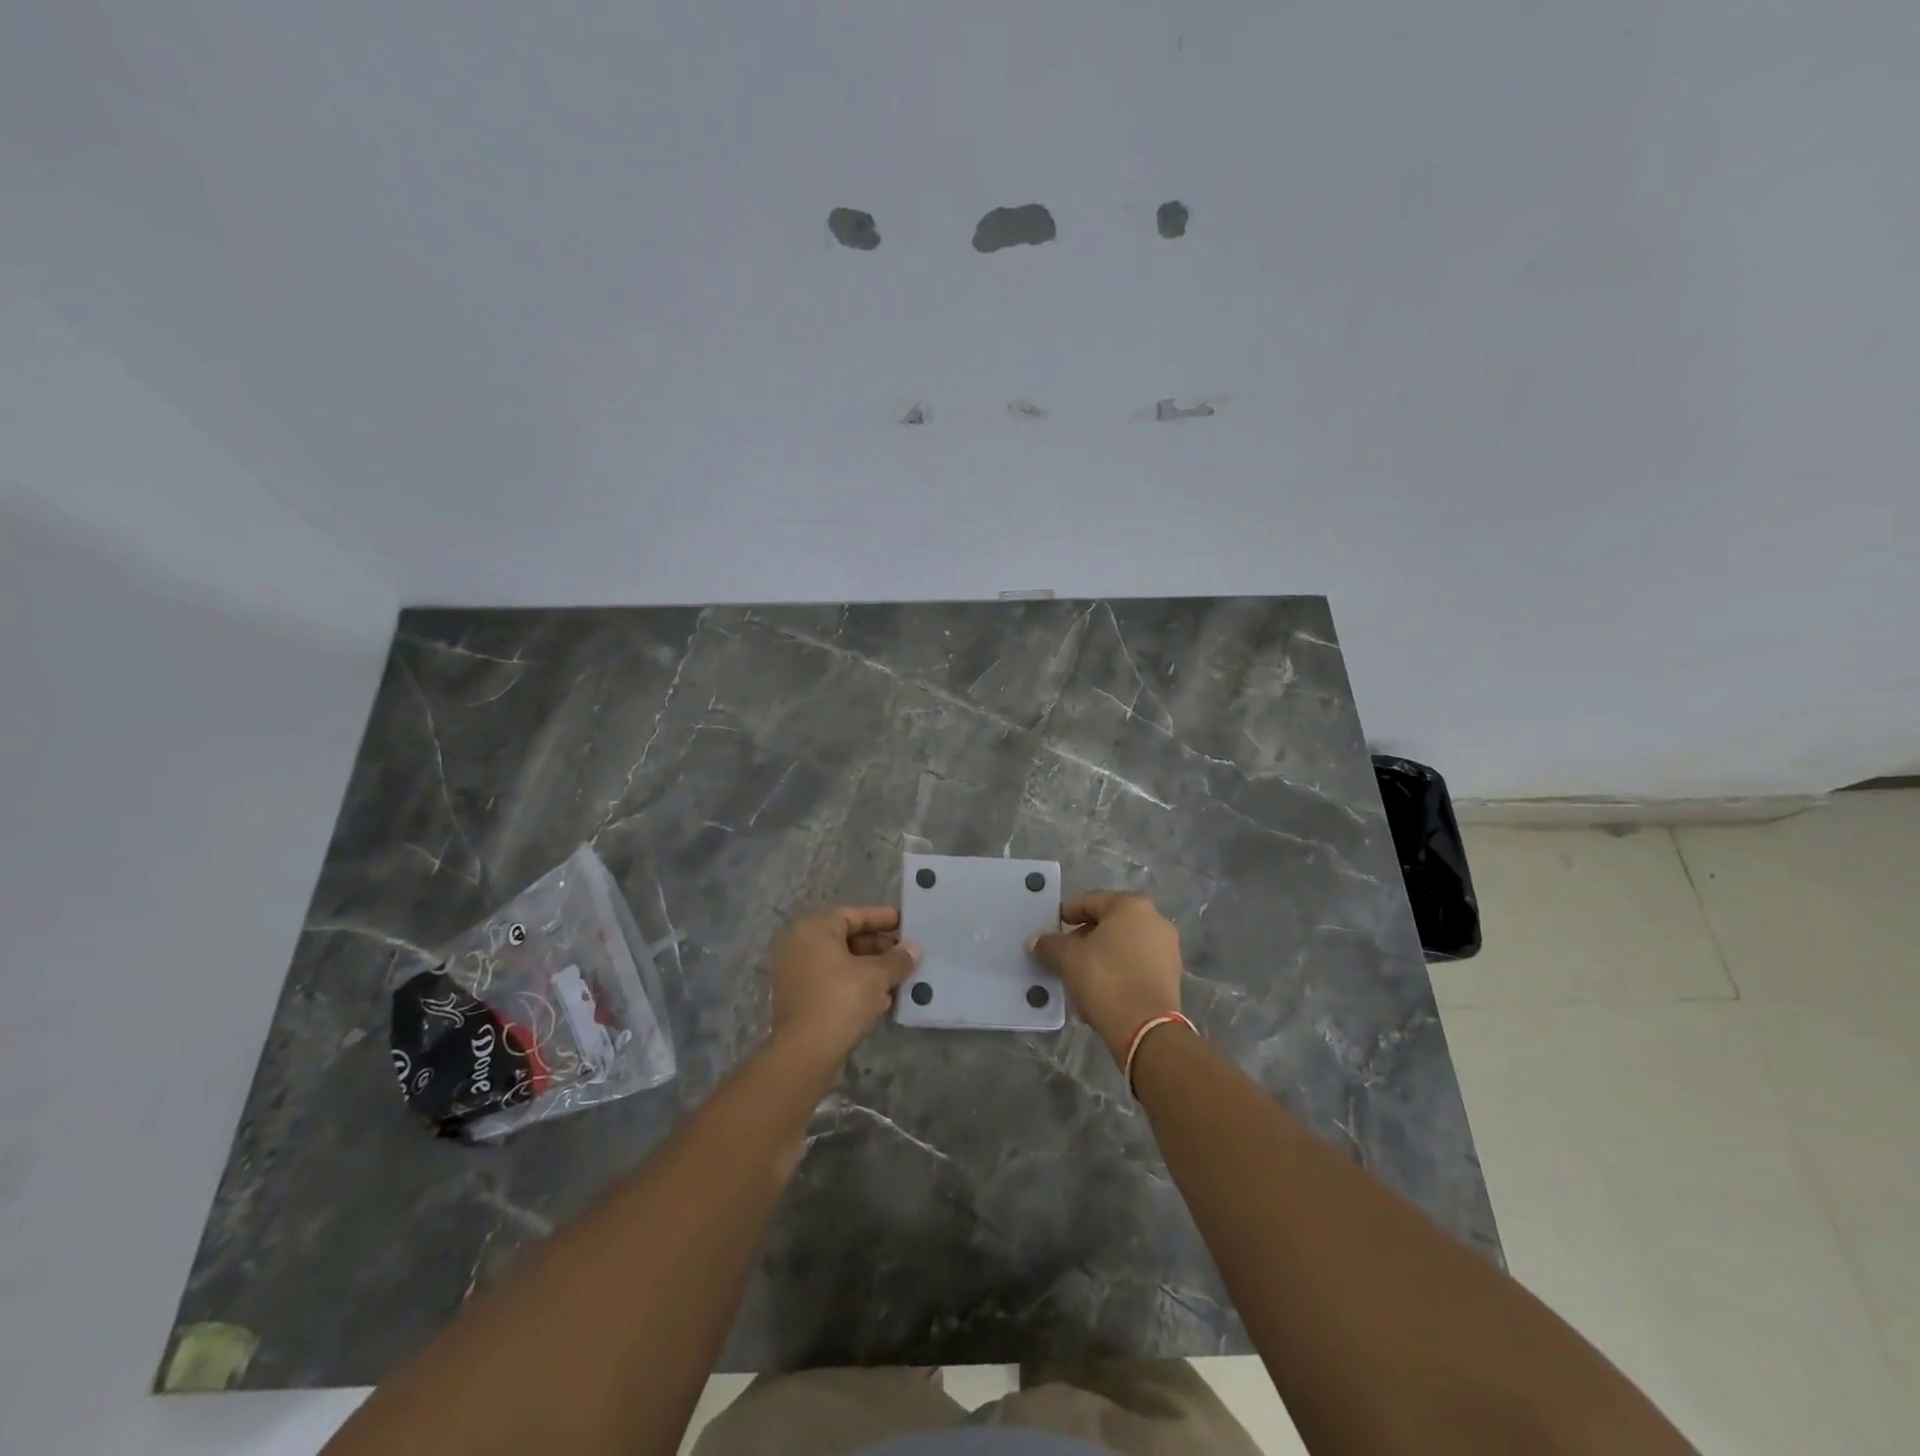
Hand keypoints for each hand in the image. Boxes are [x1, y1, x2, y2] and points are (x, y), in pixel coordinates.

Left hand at [769, 906, 920, 1063]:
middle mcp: (799, 946)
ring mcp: (795, 974)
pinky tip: (882, 999)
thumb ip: (897, 959)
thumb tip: (914, 948)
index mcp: (814, 930)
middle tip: (906, 955)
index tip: (906, 924)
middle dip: (879, 948)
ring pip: (840, 963)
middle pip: (846, 938)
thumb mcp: (876, 976)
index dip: (882, 919)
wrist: (804, 1053)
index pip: (853, 915)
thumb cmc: (840, 1000)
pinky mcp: (798, 1000)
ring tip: (899, 978)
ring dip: (870, 969)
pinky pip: (832, 982)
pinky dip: (855, 985)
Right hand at [1029, 891, 1184, 1062]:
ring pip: (1124, 945)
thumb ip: (1050, 944)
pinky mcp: (1171, 976)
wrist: (1146, 1029)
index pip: (1091, 901)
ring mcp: (1167, 949)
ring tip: (1080, 975)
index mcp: (1131, 906)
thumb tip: (1035, 941)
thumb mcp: (1068, 958)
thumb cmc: (1105, 979)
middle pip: (1110, 923)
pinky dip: (1118, 971)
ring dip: (1101, 955)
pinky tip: (1101, 989)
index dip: (1068, 913)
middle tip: (1064, 953)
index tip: (1052, 928)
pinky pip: (1137, 965)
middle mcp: (1155, 920)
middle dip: (1085, 936)